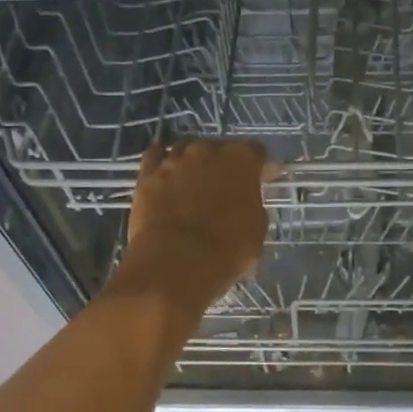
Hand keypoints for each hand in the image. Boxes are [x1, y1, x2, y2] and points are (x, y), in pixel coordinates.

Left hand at [114, 138, 279, 310]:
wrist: (175, 263)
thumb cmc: (226, 250)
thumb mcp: (256, 230)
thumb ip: (253, 206)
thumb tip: (247, 202)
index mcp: (242, 160)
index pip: (257, 153)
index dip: (262, 167)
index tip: (265, 179)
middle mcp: (208, 150)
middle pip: (220, 148)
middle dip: (226, 164)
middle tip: (228, 185)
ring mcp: (175, 160)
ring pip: (187, 149)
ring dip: (194, 162)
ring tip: (195, 180)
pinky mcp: (147, 174)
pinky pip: (155, 156)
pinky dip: (162, 161)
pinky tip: (165, 170)